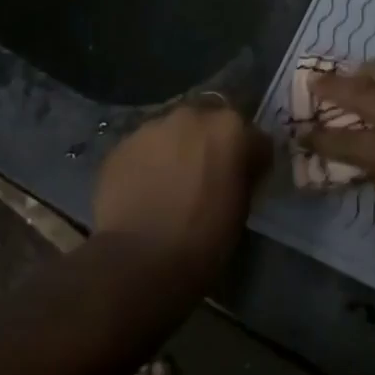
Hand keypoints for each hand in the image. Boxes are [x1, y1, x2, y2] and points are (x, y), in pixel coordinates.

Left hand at [93, 100, 269, 280]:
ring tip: (170, 182)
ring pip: (173, 131)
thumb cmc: (204, 238)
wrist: (140, 259)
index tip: (246, 178)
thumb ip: (243, 175)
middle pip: (209, 123)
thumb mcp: (242, 207)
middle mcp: (193, 116)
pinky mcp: (121, 144)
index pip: (253, 136)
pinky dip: (148, 162)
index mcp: (230, 128)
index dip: (251, 158)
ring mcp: (153, 126)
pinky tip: (144, 189)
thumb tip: (239, 170)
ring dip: (177, 149)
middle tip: (206, 174)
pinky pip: (143, 148)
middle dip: (210, 143)